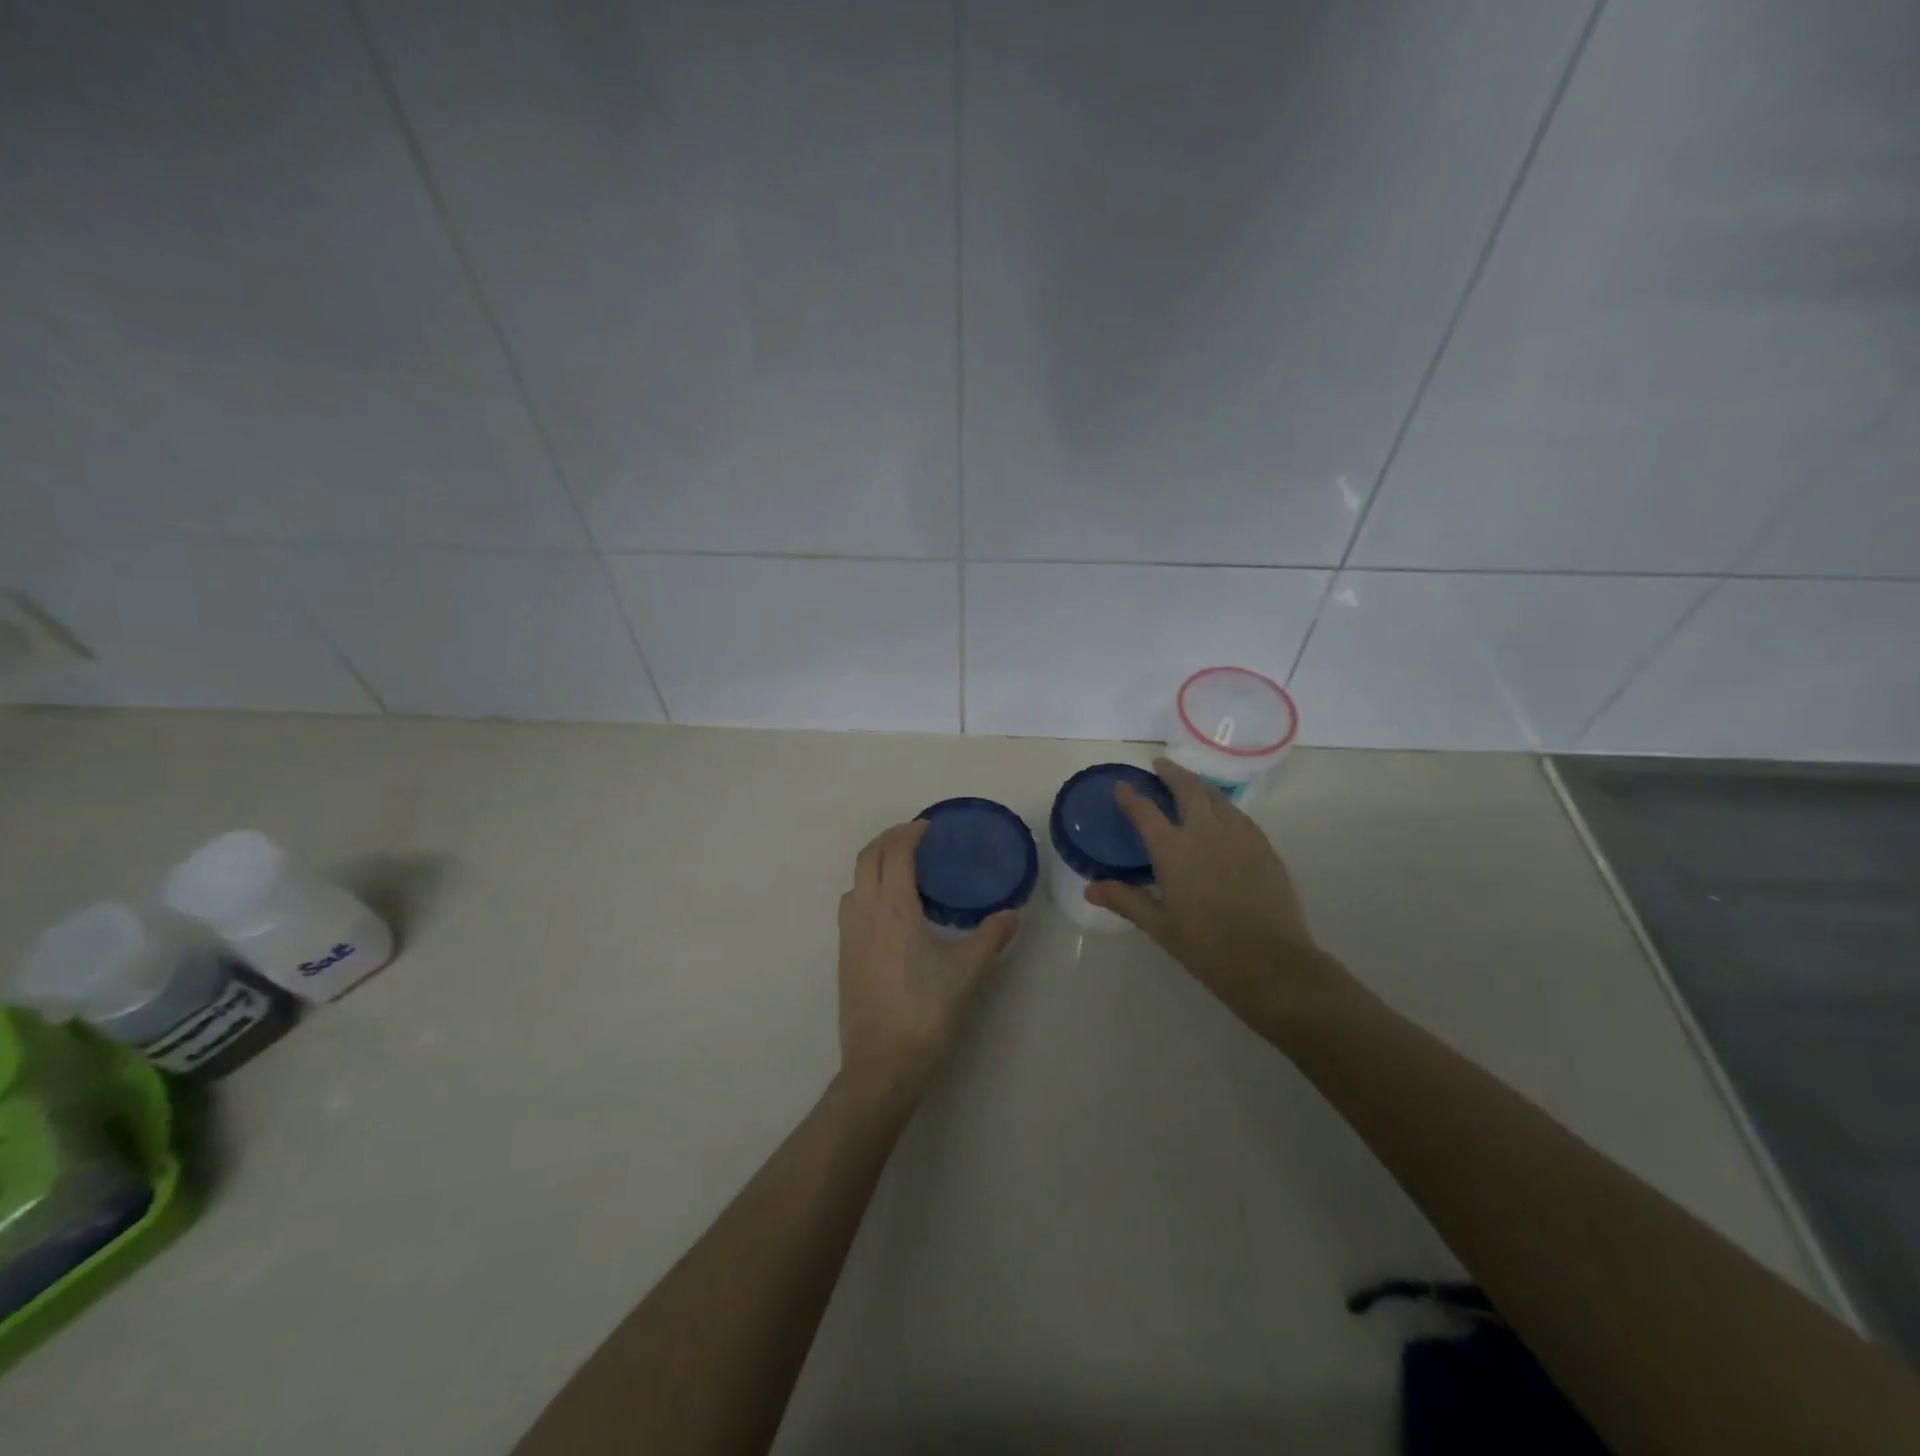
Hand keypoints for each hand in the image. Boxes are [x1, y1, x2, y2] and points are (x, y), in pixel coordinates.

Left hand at [836, 821, 1015, 1106]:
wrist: (881, 1062)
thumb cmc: (925, 1011)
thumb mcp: (966, 972)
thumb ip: (990, 938)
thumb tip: (1012, 916)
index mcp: (893, 908)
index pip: (894, 852)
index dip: (909, 832)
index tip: (928, 827)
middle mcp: (864, 912)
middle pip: (866, 858)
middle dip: (887, 839)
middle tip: (914, 838)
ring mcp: (848, 934)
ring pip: (854, 880)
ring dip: (873, 862)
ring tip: (900, 868)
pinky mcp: (843, 955)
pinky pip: (850, 905)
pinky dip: (866, 888)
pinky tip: (888, 910)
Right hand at [1086, 758, 1348, 1028]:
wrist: (1269, 962)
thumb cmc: (1205, 946)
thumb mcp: (1158, 925)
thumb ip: (1125, 899)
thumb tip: (1090, 888)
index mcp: (1173, 849)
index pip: (1145, 810)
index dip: (1130, 796)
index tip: (1122, 786)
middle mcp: (1205, 832)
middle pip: (1187, 788)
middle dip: (1171, 772)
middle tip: (1160, 765)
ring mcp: (1239, 836)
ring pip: (1217, 797)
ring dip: (1199, 785)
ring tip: (1190, 785)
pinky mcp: (1264, 847)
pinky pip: (1239, 816)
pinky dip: (1224, 807)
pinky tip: (1223, 816)